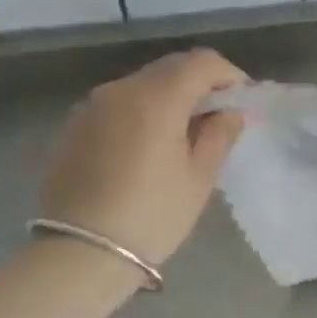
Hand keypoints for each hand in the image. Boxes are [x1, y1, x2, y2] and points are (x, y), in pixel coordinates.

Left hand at [38, 49, 247, 263]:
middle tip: (218, 114)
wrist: (77, 255)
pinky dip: (142, 111)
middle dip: (200, 82)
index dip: (229, 74)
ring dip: (170, 96)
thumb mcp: (199, 178)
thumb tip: (230, 112)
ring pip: (143, 84)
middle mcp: (122, 88)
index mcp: (157, 97)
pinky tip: (148, 145)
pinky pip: (119, 104)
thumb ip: (220, 135)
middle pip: (171, 67)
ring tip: (183, 132)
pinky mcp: (74, 125)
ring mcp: (93, 105)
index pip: (203, 62)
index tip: (242, 99)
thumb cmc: (151, 216)